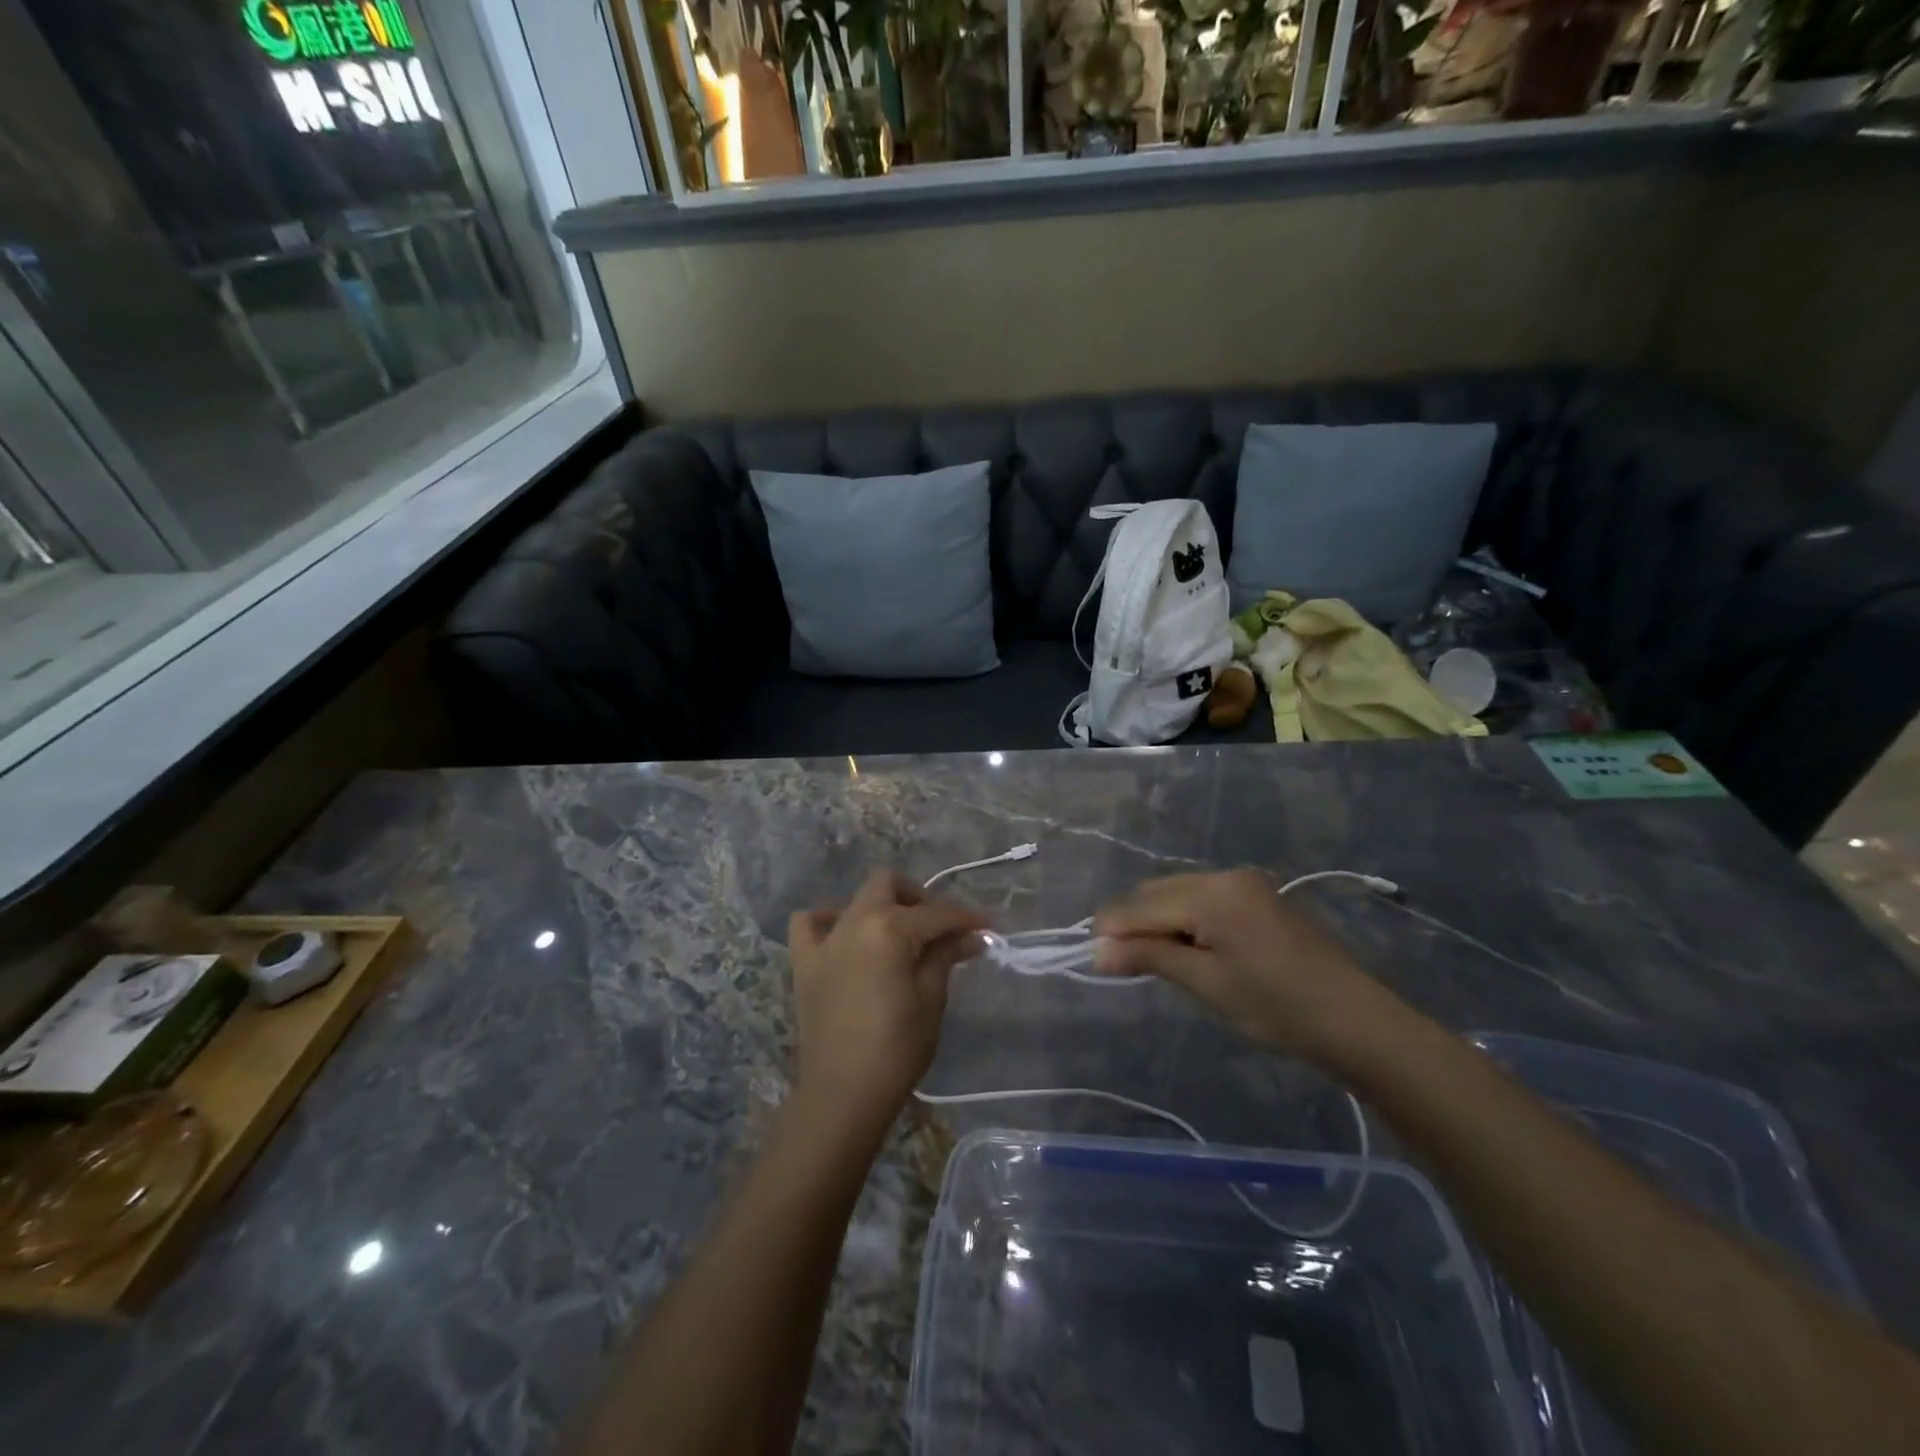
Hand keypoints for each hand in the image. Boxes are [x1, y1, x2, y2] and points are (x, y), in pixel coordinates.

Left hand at [788, 870, 987, 1132]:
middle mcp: (854, 921)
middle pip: (889, 884)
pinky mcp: (804, 962)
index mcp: (889, 928)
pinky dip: (828, 921)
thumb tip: (971, 936)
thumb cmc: (897, 1048)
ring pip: (856, 900)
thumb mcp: (931, 999)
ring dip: (882, 907)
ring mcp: (825, 939)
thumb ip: (946, 956)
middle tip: (940, 929)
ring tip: (900, 936)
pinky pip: (810, 923)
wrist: (843, 1093)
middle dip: (920, 898)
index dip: (966, 918)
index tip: (987, 928)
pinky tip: (846, 937)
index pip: (936, 913)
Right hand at [1092, 870, 1386, 1060]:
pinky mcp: (1258, 896)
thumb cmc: (1277, 1006)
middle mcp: (1226, 875)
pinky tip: (1189, 949)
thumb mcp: (1206, 983)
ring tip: (1156, 961)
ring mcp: (1245, 883)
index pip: (1141, 905)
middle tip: (1123, 966)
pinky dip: (1184, 919)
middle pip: (1156, 891)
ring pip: (1178, 893)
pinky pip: (1203, 898)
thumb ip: (1148, 956)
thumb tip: (1096, 950)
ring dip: (1158, 921)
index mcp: (1212, 892)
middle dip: (1133, 924)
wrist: (1357, 1021)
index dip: (1112, 932)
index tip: (1095, 962)